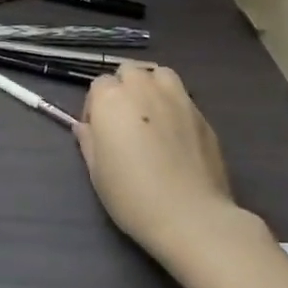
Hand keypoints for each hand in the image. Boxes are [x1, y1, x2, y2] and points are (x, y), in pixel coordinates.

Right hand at [75, 64, 242, 257]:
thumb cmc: (132, 195)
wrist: (189, 216)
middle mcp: (143, 89)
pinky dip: (175, 105)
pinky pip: (183, 97)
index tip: (99, 131)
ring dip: (152, 86)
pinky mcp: (202, 115)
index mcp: (110, 99)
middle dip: (124, 88)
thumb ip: (88, 141)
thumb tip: (85, 127)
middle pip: (129, 71)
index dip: (96, 106)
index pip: (98, 84)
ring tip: (152, 114)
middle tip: (124, 120)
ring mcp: (176, 99)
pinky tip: (176, 133)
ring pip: (160, 74)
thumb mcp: (96, 172)